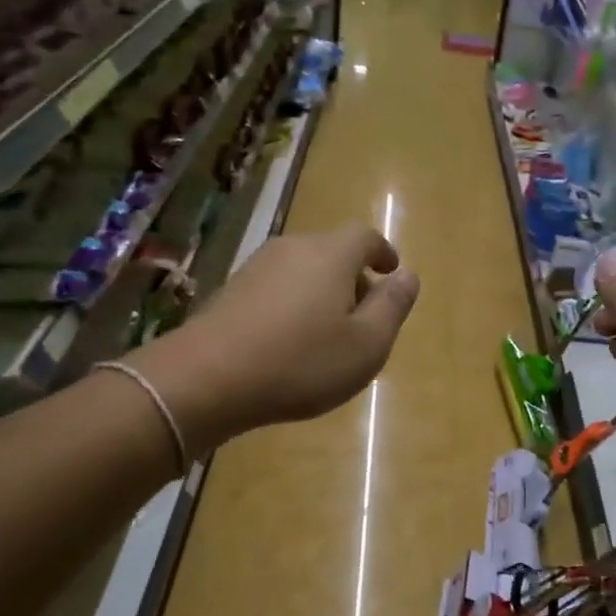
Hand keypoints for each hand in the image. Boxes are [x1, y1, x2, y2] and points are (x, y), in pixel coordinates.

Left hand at [129, 224, 418, 451]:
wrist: (207, 378)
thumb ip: (392, 306)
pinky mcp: (230, 290)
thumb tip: (408, 276)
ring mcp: (256, 267)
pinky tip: (289, 342)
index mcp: (331, 255)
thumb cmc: (301, 362)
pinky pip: (276, 288)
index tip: (391, 272)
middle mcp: (293, 248)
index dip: (382, 252)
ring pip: (302, 270)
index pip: (365, 237)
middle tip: (363, 315)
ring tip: (327, 333)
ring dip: (321, 292)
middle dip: (353, 277)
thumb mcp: (366, 344)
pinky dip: (293, 305)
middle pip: (332, 252)